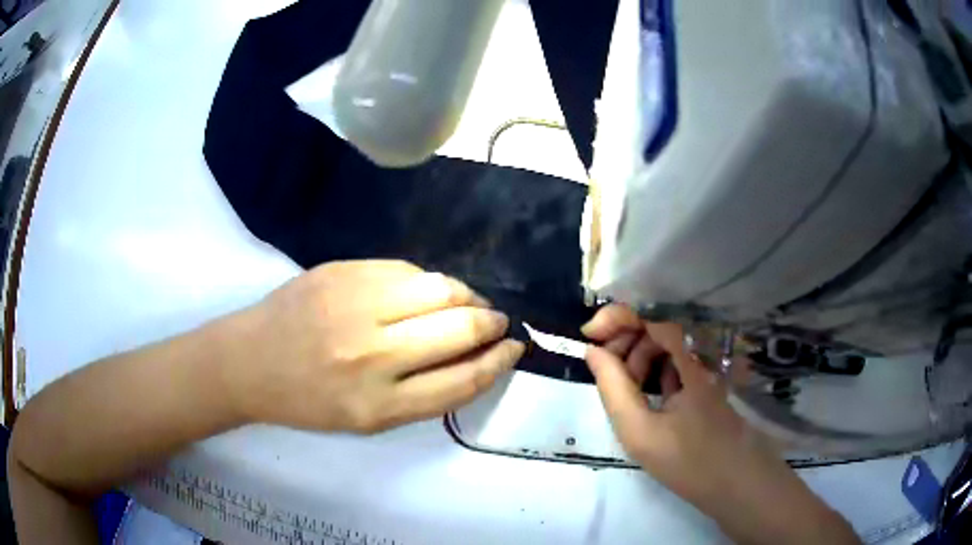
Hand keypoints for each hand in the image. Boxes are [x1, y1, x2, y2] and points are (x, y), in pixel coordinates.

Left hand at [226, 260, 523, 433]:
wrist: (249, 361)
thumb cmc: (308, 400)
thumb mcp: (367, 419)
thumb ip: (422, 393)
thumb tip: (474, 356)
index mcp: (379, 405)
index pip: (462, 380)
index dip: (498, 363)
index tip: (514, 349)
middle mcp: (372, 354)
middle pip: (459, 328)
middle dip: (491, 324)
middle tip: (497, 323)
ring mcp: (355, 304)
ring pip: (440, 288)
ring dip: (467, 295)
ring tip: (469, 303)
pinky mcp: (342, 271)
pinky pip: (406, 269)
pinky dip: (428, 281)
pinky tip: (427, 292)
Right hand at [582, 305, 858, 544]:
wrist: (737, 485)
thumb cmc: (688, 461)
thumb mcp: (640, 431)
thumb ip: (613, 388)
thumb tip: (593, 351)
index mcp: (689, 360)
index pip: (653, 315)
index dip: (619, 316)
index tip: (589, 334)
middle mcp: (700, 356)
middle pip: (657, 327)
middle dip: (626, 342)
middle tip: (606, 371)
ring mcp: (705, 371)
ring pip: (665, 347)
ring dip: (638, 360)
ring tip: (626, 392)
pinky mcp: (705, 386)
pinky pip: (675, 366)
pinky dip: (655, 373)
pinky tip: (647, 395)